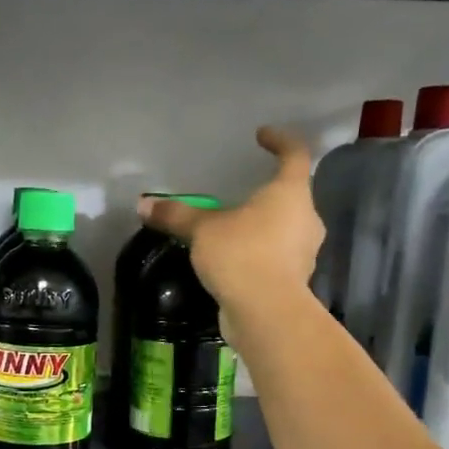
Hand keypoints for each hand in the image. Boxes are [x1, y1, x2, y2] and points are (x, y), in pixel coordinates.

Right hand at [139, 126, 322, 347]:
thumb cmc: (241, 255)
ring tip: (233, 229)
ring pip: (285, 228)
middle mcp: (305, 218)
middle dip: (267, 192)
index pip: (294, 154)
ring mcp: (304, 251)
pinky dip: (259, 253)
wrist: (266, 313)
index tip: (262, 135)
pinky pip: (276, 256)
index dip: (280, 140)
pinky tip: (235, 260)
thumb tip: (143, 204)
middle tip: (242, 192)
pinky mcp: (294, 279)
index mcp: (289, 194)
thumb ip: (176, 215)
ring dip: (263, 225)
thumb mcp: (202, 230)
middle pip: (291, 195)